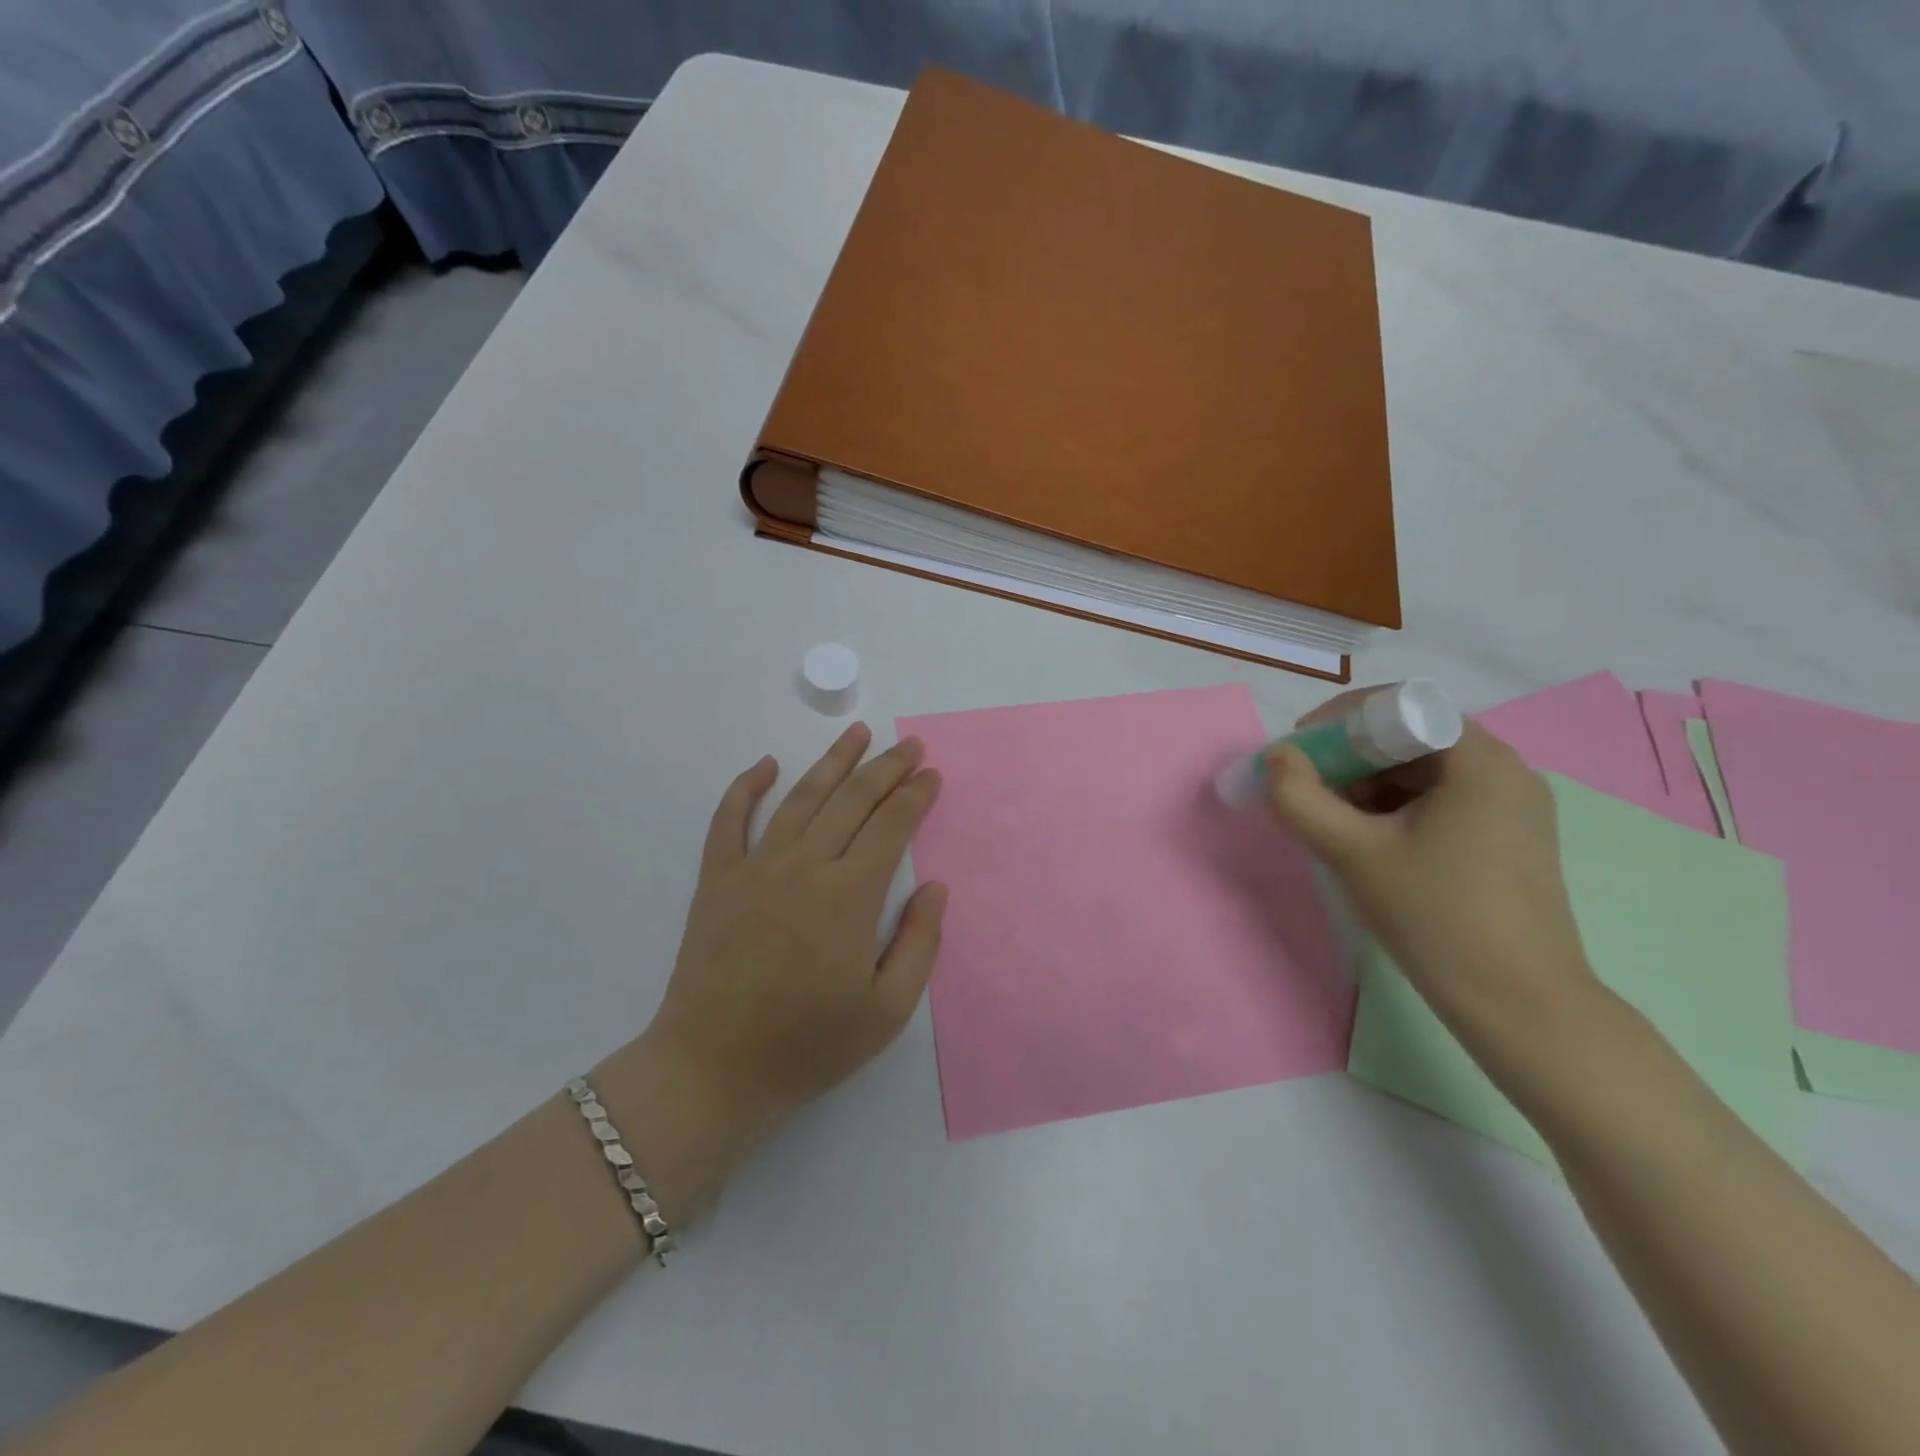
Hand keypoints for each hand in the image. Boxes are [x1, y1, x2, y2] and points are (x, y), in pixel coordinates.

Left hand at [615, 725, 945, 1208]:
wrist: (714, 1069)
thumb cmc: (809, 1045)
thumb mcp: (887, 1011)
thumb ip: (919, 943)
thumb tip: (934, 887)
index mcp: (849, 897)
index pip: (890, 826)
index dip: (915, 795)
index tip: (932, 775)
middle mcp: (804, 867)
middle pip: (852, 800)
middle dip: (887, 768)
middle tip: (910, 745)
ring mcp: (755, 868)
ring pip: (800, 798)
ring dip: (832, 761)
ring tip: (857, 734)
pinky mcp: (717, 880)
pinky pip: (729, 820)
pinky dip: (745, 787)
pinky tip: (766, 765)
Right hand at [1262, 690, 1598, 1041]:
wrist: (1520, 1005)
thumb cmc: (1435, 917)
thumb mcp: (1352, 852)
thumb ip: (1300, 798)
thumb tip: (1275, 757)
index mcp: (1480, 759)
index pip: (1399, 706)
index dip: (1339, 722)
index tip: (1299, 755)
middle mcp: (1506, 770)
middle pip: (1411, 737)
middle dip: (1349, 757)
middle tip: (1305, 790)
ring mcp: (1513, 806)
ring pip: (1423, 771)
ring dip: (1368, 784)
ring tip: (1330, 820)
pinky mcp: (1510, 839)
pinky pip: (1442, 800)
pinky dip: (1397, 808)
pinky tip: (1368, 841)